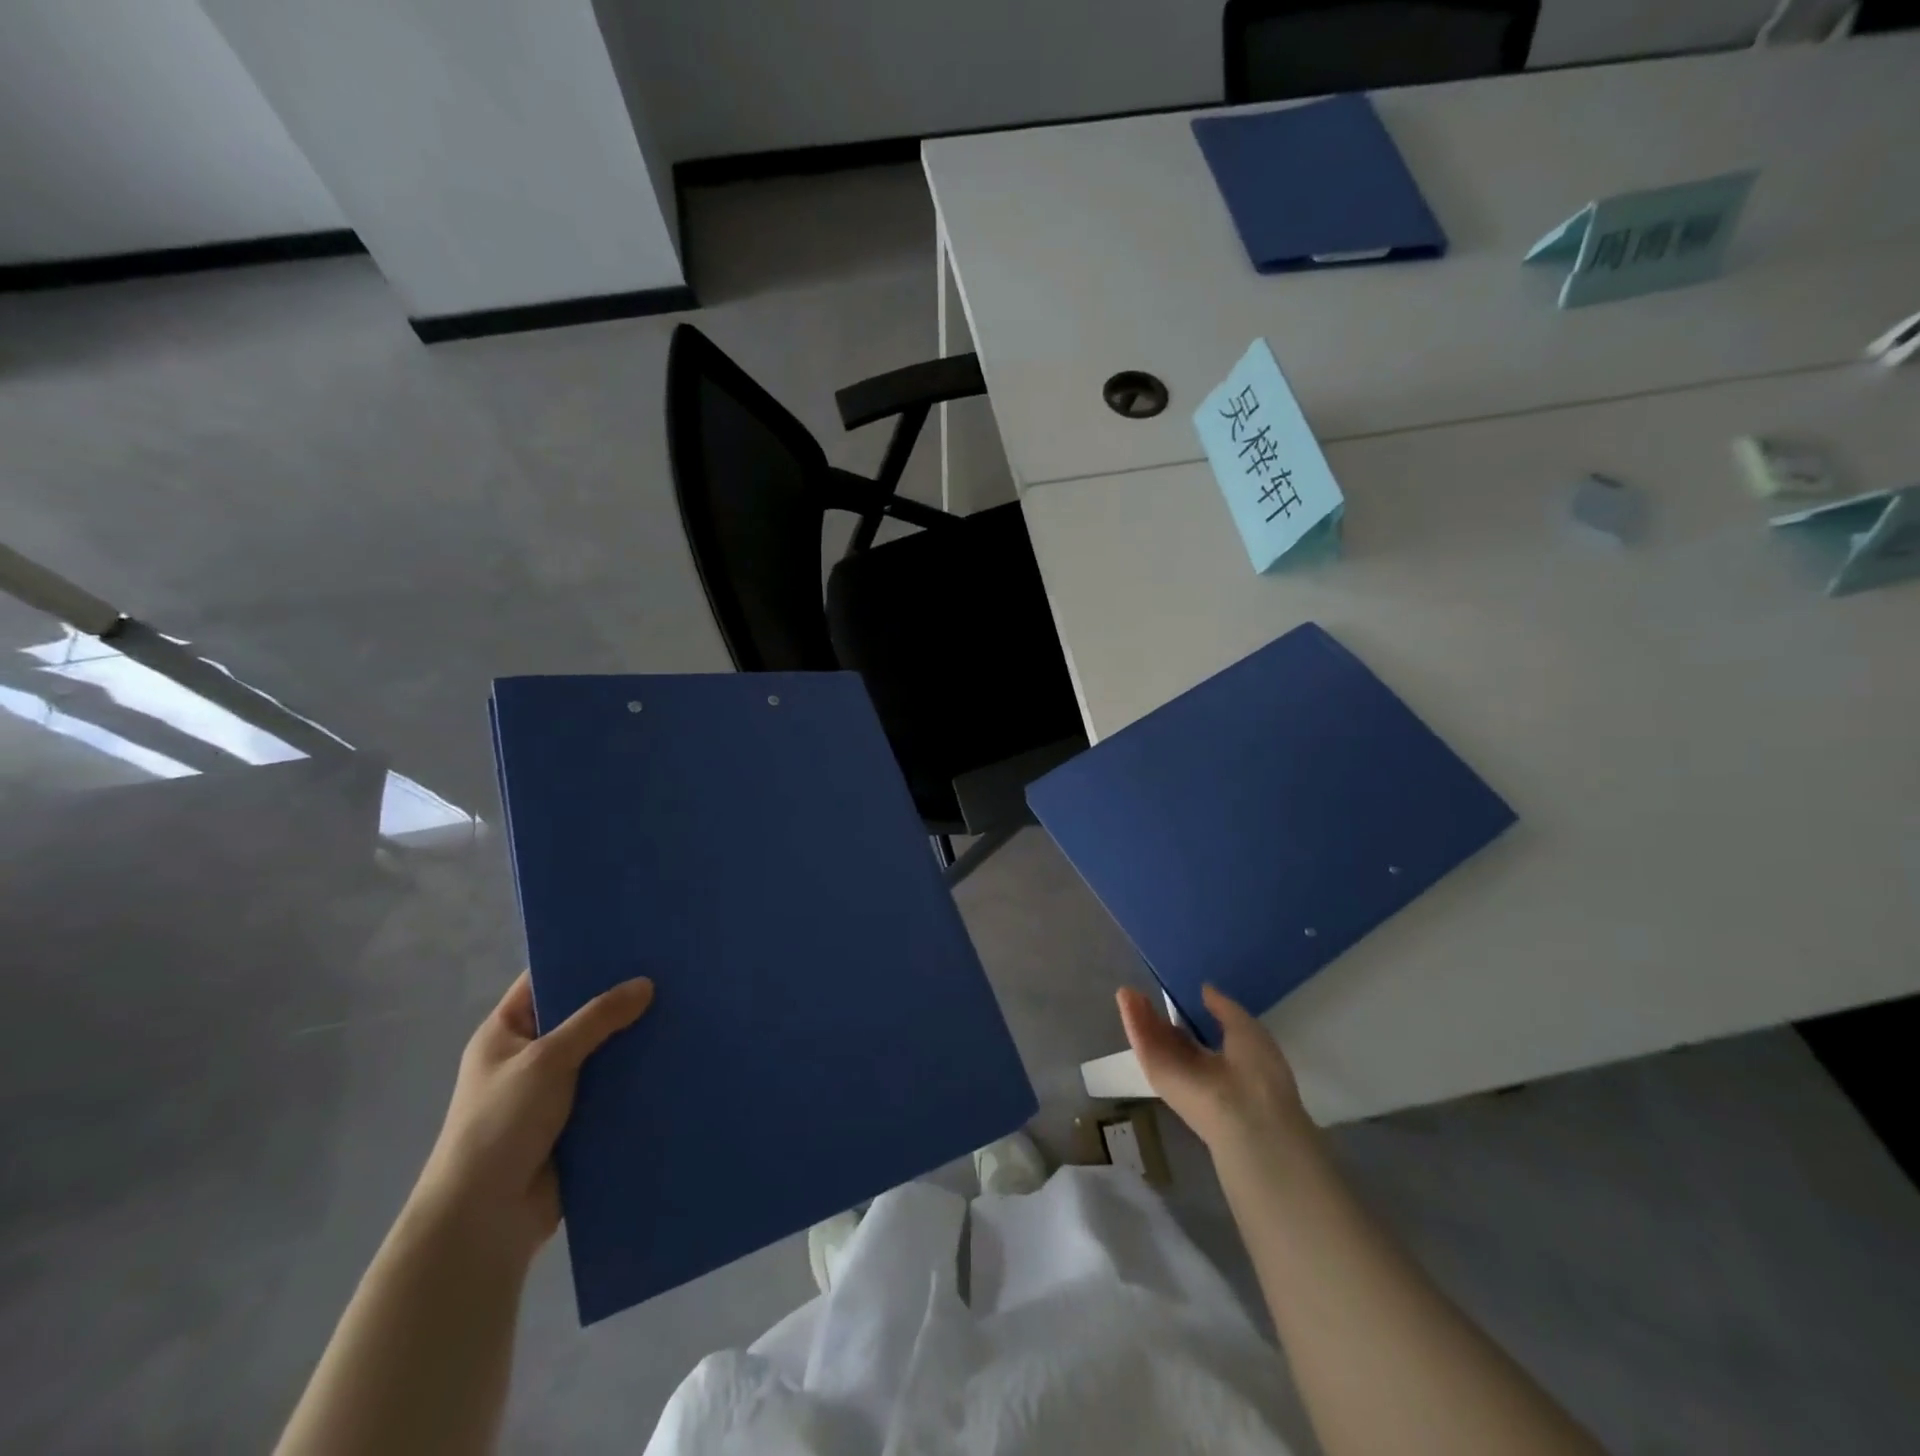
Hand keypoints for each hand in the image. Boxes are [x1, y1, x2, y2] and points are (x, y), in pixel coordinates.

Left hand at [413, 970, 653, 1260]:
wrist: (484, 1221)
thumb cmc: (500, 1125)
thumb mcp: (547, 1059)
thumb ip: (597, 1019)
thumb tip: (646, 983)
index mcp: (505, 1033)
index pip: (545, 980)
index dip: (581, 959)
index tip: (628, 939)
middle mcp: (530, 1056)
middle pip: (580, 1015)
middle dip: (619, 998)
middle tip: (669, 970)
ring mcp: (554, 1091)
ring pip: (602, 1052)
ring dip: (633, 1039)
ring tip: (682, 1007)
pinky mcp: (578, 1122)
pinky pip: (613, 1088)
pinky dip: (637, 1076)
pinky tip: (675, 1055)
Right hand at [1117, 984, 1315, 1156]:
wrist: (1247, 1118)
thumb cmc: (1258, 1072)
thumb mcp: (1247, 1029)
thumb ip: (1223, 1008)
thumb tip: (1205, 989)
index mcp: (1225, 1063)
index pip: (1198, 1040)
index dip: (1186, 1017)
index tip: (1176, 995)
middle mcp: (1197, 1071)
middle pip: (1171, 1041)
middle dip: (1157, 1018)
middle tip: (1144, 991)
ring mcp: (1175, 1074)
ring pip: (1154, 1041)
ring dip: (1140, 1016)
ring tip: (1127, 991)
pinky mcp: (1157, 1075)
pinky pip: (1143, 1044)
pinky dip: (1133, 1021)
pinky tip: (1125, 997)